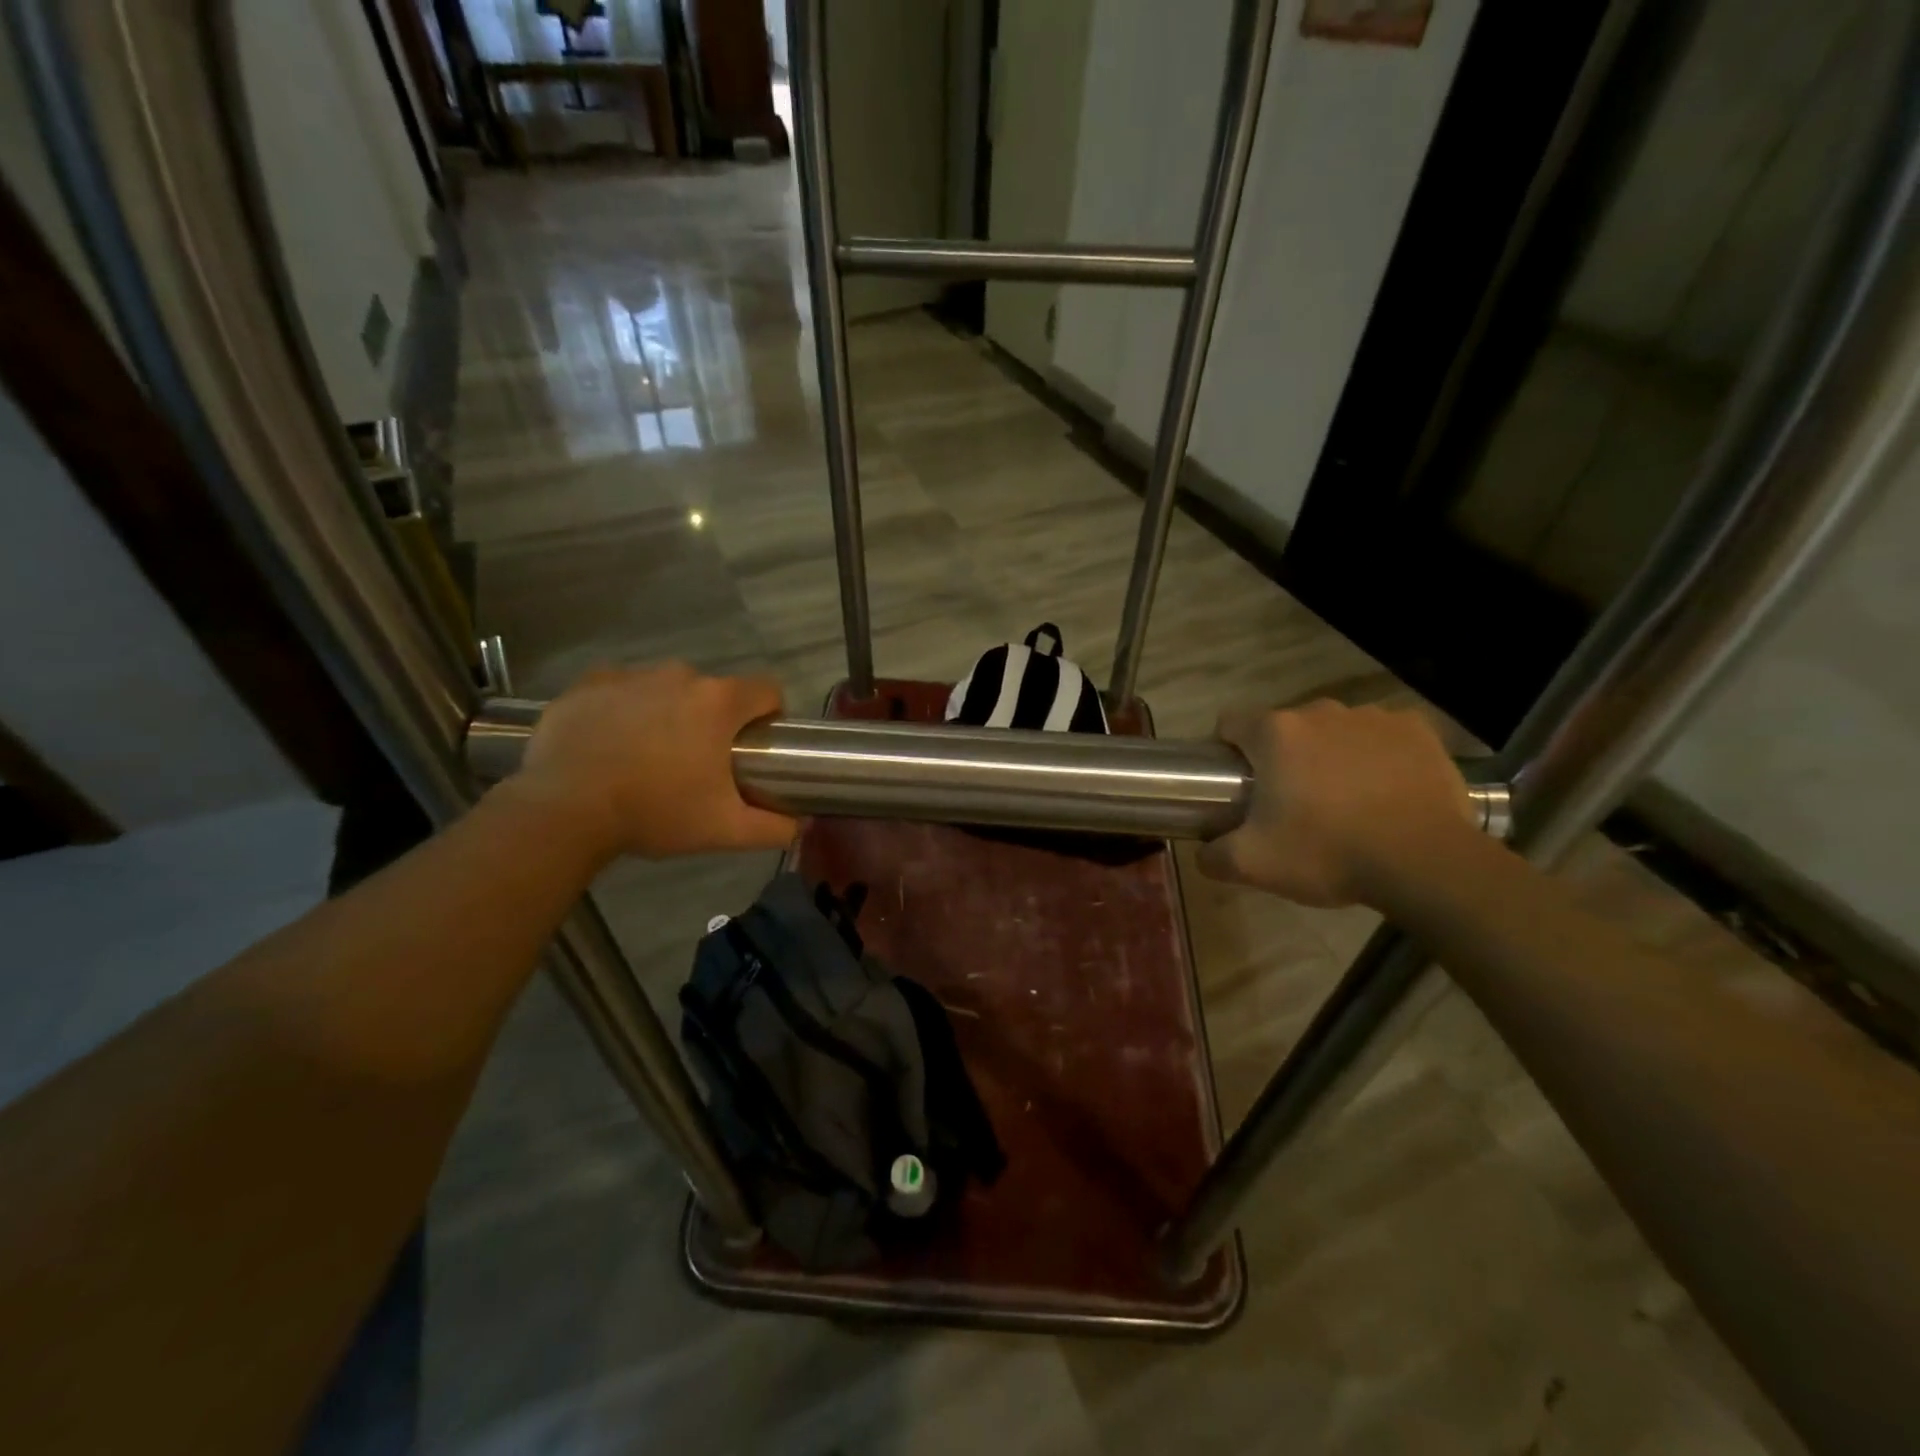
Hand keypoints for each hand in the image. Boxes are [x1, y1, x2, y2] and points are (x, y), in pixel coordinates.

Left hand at [511, 663, 795, 861]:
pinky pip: (620, 689)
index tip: (755, 746)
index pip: (767, 690)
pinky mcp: (588, 684)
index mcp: (719, 702)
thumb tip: (801, 826)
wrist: (565, 809)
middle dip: (714, 721)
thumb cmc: (655, 812)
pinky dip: (624, 709)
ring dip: (669, 713)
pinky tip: (612, 743)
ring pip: (667, 689)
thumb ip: (773, 828)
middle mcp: (679, 675)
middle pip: (714, 692)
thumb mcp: (724, 830)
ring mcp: (631, 675)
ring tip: (649, 756)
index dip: (770, 716)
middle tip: (698, 764)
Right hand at [1197, 700, 1474, 907]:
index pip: (1231, 723)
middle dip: (1282, 757)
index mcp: (1275, 733)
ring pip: (1333, 730)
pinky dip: (1377, 755)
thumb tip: (1203, 851)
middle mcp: (1320, 711)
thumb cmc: (1327, 853)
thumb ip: (1213, 855)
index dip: (1227, 751)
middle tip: (1291, 803)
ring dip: (1329, 754)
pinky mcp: (1416, 730)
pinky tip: (1385, 790)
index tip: (1238, 785)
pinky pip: (1382, 736)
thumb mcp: (1253, 864)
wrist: (1425, 863)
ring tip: (1344, 800)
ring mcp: (1372, 717)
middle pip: (1285, 728)